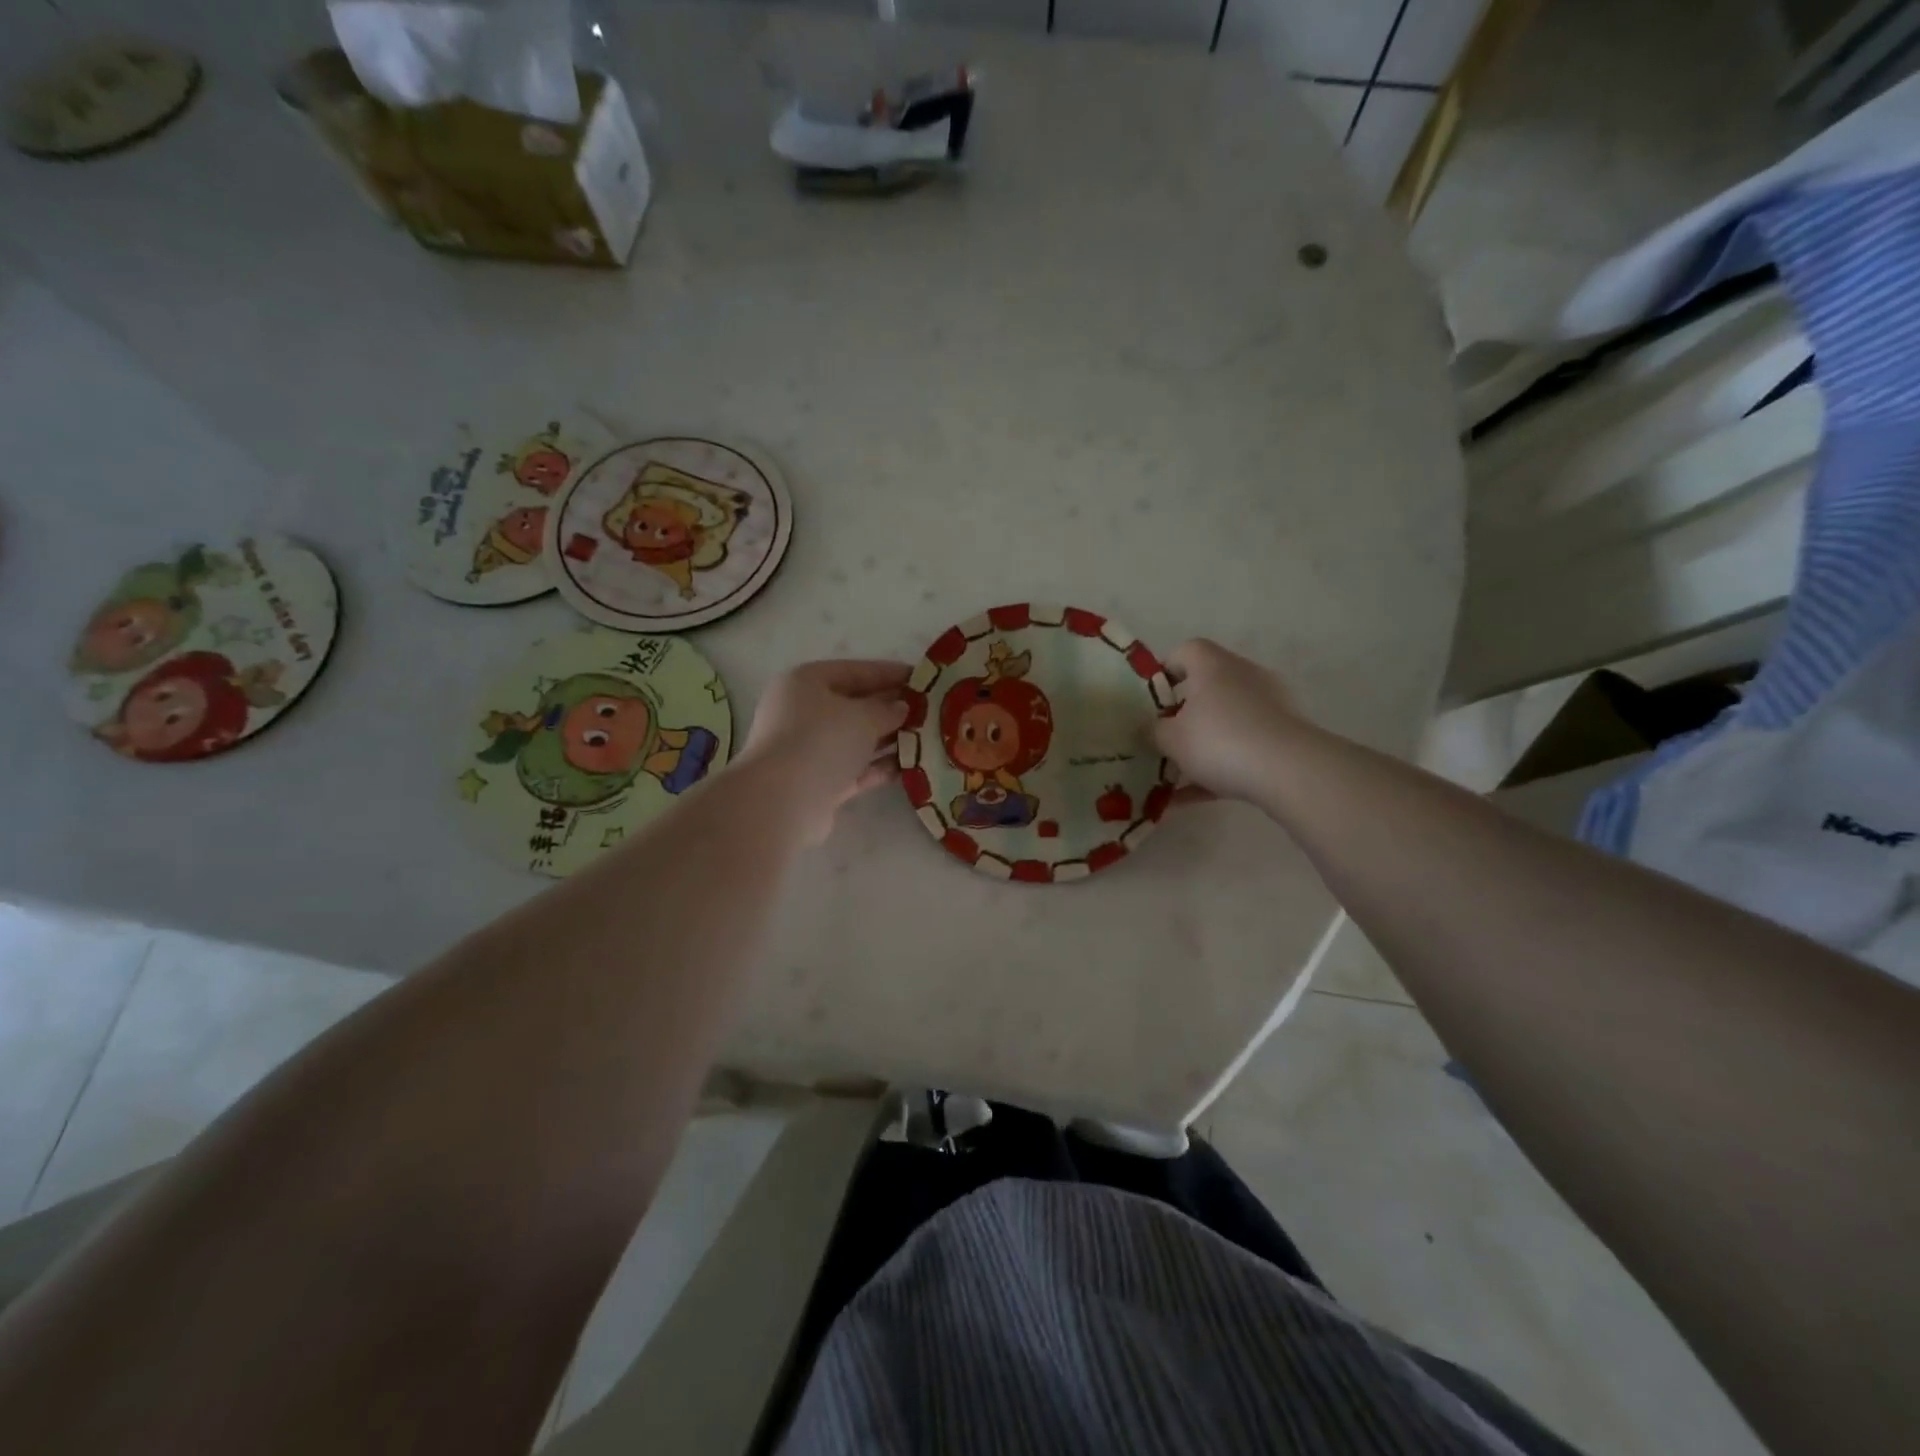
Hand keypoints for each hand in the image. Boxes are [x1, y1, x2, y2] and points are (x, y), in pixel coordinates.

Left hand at [739, 660, 910, 844]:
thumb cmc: (821, 741)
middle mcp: (803, 712)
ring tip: (926, 738)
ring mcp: (809, 749)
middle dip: (891, 708)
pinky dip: (879, 766)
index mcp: (806, 683)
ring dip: (889, 739)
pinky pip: (855, 768)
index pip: (855, 671)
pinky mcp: (819, 782)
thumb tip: (901, 708)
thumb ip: (887, 709)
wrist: (783, 801)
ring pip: (856, 739)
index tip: (922, 679)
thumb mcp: (863, 716)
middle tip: (929, 711)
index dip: (890, 673)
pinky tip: (910, 767)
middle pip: (855, 706)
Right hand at [1153, 639, 1304, 804]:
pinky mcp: (1285, 735)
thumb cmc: (1219, 741)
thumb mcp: (1170, 739)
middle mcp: (1244, 676)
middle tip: (1163, 738)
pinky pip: (1244, 747)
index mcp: (1213, 666)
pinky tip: (1195, 798)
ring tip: (1176, 777)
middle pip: (1207, 687)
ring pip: (1226, 721)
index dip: (1165, 671)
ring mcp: (1270, 705)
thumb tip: (1151, 728)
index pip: (1186, 651)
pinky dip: (1220, 767)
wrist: (1289, 770)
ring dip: (1202, 744)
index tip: (1151, 699)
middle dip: (1183, 714)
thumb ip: (1153, 730)